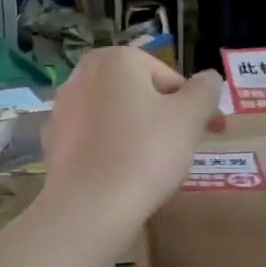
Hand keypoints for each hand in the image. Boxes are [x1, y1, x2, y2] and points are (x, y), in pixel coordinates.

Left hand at [44, 48, 224, 226]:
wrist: (89, 206)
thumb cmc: (145, 152)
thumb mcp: (190, 117)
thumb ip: (205, 91)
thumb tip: (209, 79)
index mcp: (116, 59)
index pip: (169, 78)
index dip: (195, 105)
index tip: (212, 130)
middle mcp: (83, 74)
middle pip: (140, 94)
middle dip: (165, 117)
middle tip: (184, 148)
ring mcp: (63, 108)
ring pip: (116, 116)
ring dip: (138, 133)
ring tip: (155, 167)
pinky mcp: (53, 141)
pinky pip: (95, 140)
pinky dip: (112, 150)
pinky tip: (123, 176)